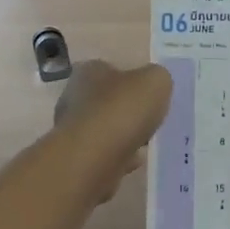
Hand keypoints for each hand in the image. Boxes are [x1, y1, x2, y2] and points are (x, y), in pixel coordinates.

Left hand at [52, 60, 171, 201]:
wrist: (93, 158)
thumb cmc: (123, 109)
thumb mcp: (156, 81)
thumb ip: (157, 78)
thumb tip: (154, 84)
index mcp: (89, 71)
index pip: (109, 68)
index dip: (131, 79)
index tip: (149, 93)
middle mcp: (74, 96)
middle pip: (106, 99)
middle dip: (126, 109)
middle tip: (150, 118)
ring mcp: (72, 129)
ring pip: (104, 128)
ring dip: (123, 133)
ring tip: (147, 141)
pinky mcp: (76, 157)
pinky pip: (104, 152)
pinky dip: (119, 155)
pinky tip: (136, 160)